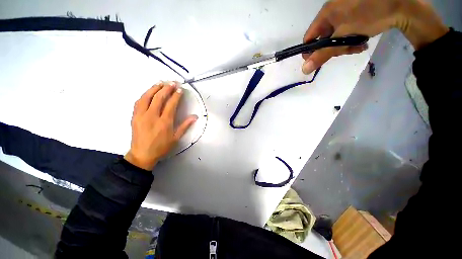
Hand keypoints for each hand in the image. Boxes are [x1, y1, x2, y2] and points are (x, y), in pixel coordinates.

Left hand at [124, 81, 197, 170]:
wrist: (142, 154)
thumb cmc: (161, 147)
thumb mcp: (176, 138)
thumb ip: (185, 126)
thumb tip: (195, 117)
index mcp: (164, 122)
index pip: (171, 104)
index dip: (176, 95)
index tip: (180, 89)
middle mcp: (152, 116)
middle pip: (159, 98)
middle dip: (167, 88)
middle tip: (172, 82)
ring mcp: (141, 115)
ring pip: (147, 97)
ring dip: (154, 88)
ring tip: (161, 82)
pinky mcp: (134, 116)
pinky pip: (139, 102)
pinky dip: (145, 95)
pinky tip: (149, 92)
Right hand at [301, 0, 448, 74]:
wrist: (402, 4)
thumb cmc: (371, 15)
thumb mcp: (344, 36)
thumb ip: (323, 54)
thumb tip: (304, 70)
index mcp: (326, 14)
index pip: (309, 38)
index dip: (311, 51)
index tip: (319, 60)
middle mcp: (332, 14)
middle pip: (323, 39)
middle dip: (332, 49)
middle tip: (344, 52)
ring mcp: (344, 15)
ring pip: (336, 39)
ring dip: (344, 47)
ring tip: (357, 46)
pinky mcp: (355, 18)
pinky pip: (346, 34)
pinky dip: (352, 41)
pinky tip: (361, 42)